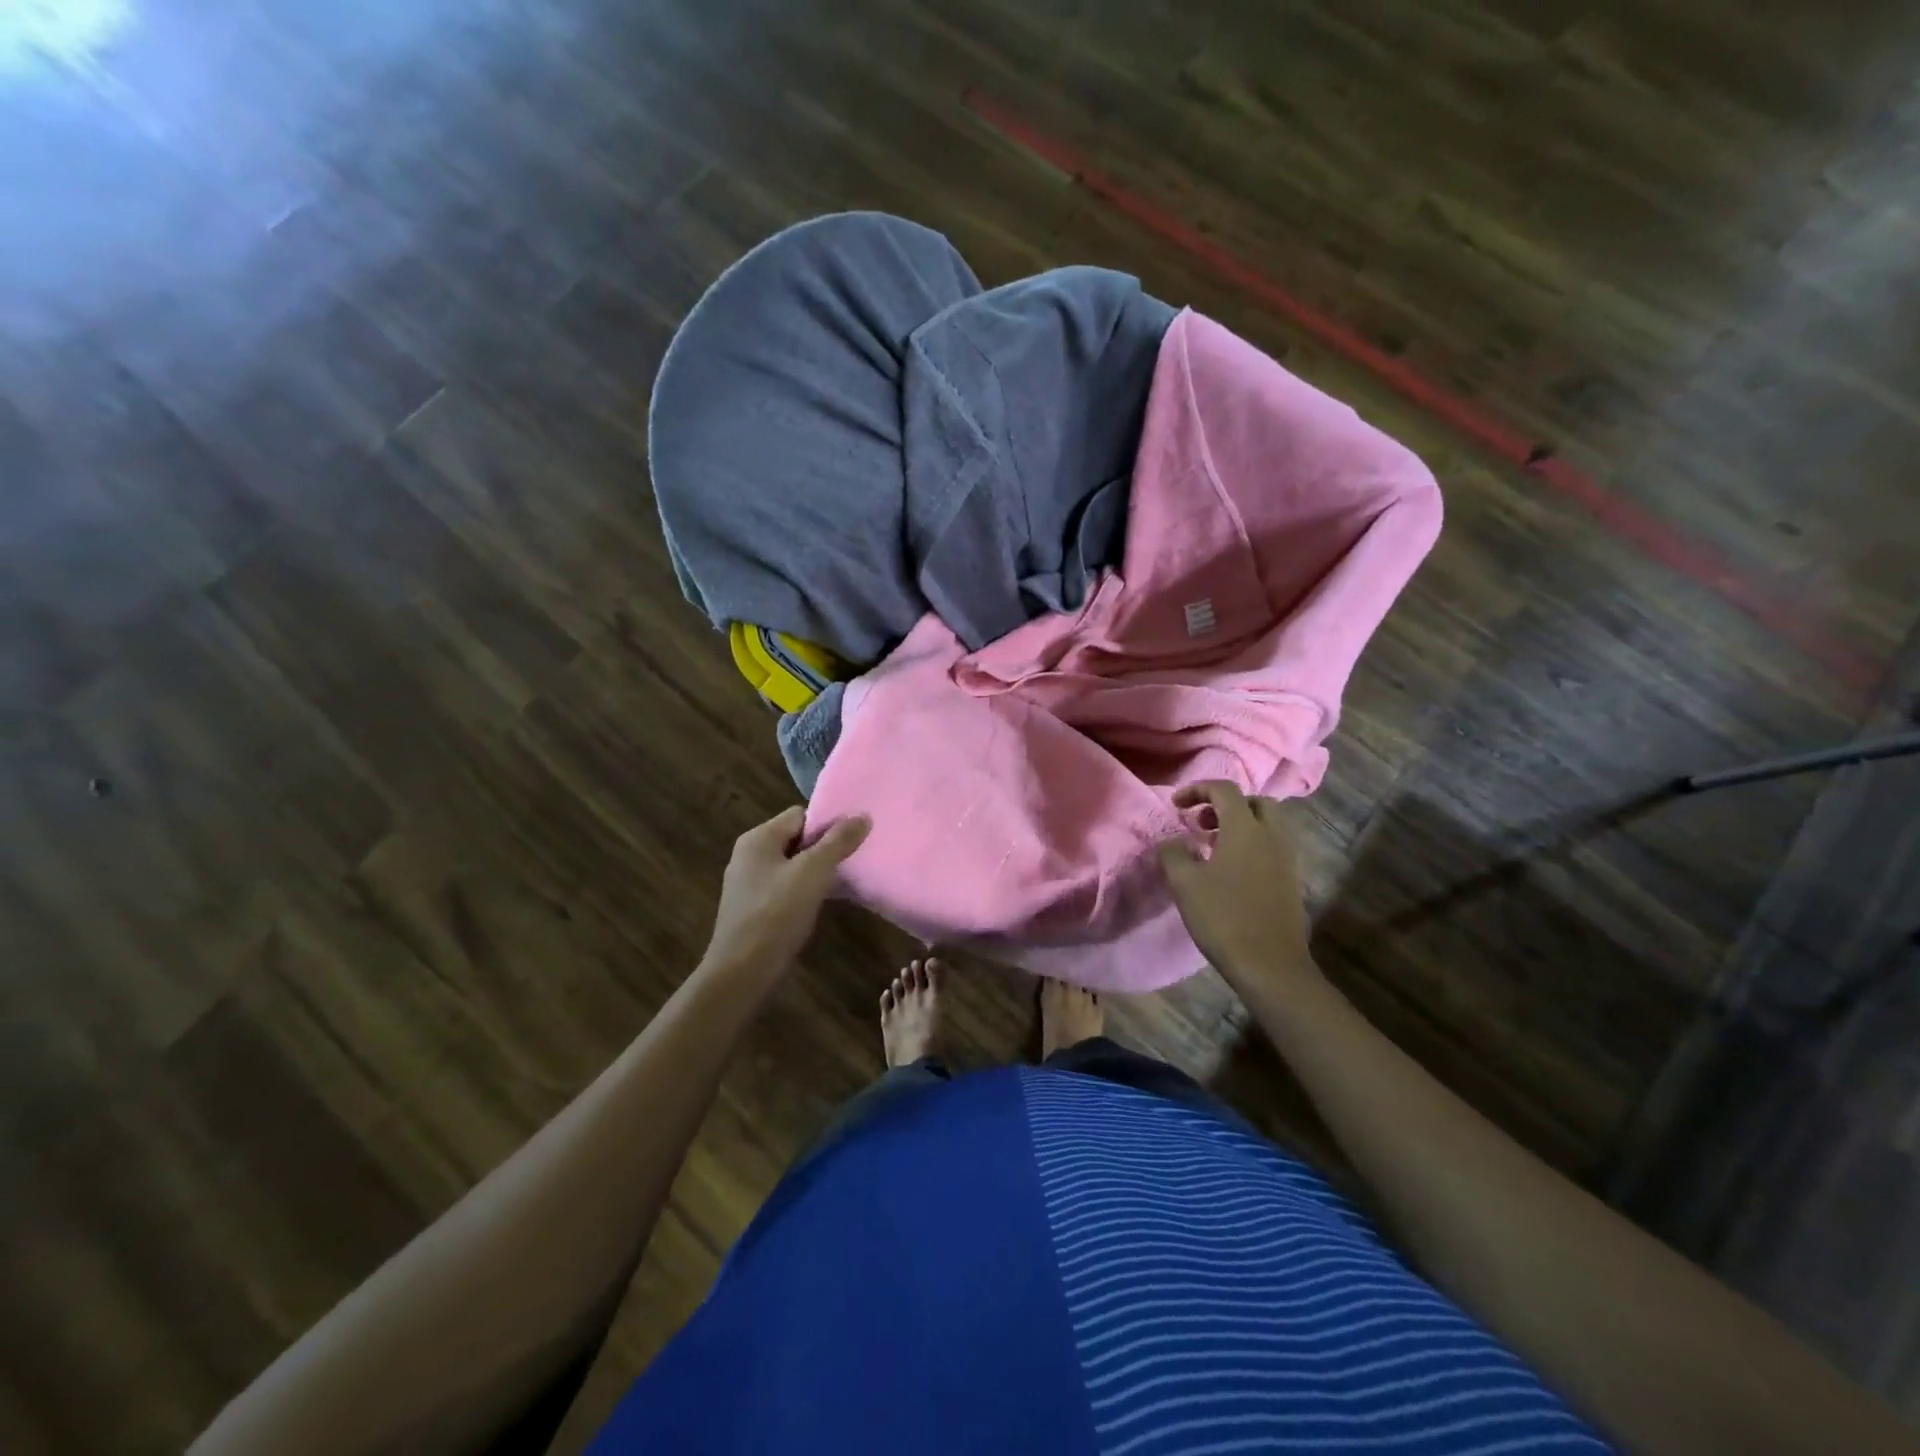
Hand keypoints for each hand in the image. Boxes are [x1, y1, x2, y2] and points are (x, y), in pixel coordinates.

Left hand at [704, 807, 870, 977]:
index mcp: (758, 838)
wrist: (742, 972)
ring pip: (792, 865)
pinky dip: (804, 891)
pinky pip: (785, 888)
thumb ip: (838, 841)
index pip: (800, 815)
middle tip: (852, 860)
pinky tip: (820, 904)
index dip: (827, 823)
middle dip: (824, 847)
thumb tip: (862, 815)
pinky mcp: (753, 909)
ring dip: (816, 871)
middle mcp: (749, 855)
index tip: (853, 839)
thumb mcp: (813, 872)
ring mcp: (749, 883)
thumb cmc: (776, 914)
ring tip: (842, 881)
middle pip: (796, 839)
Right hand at [1158, 781, 1313, 986]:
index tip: (1176, 805)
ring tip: (1212, 846)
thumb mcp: (1185, 884)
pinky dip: (1252, 845)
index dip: (1197, 789)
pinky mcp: (1292, 881)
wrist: (1270, 965)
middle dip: (1225, 805)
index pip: (1224, 789)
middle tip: (1201, 822)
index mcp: (1245, 829)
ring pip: (1268, 825)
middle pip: (1255, 802)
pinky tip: (1230, 871)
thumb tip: (1172, 841)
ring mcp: (1287, 859)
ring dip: (1240, 825)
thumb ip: (1173, 854)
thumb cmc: (1223, 918)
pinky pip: (1273, 847)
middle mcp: (1272, 836)